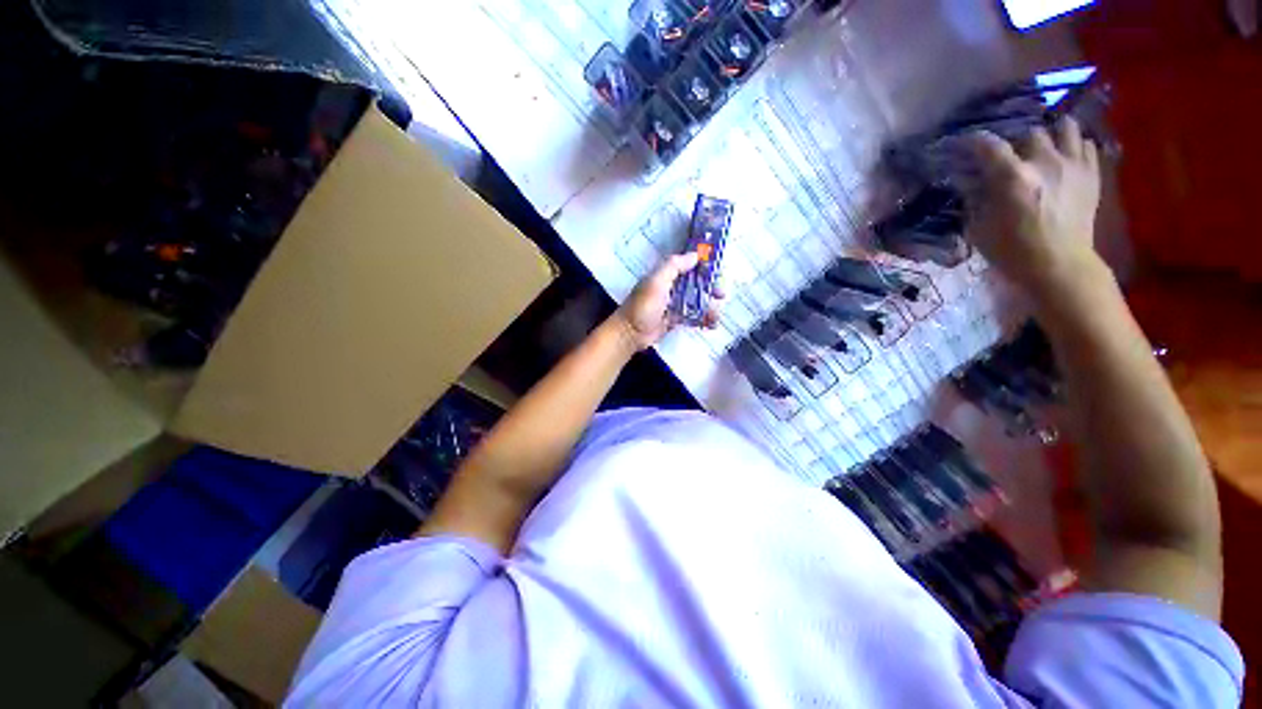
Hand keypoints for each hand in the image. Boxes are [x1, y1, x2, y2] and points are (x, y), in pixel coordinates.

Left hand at [611, 252, 722, 350]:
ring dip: (710, 306)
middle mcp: (673, 287)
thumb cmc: (643, 306)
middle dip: (712, 288)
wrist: (631, 333)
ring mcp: (676, 304)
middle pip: (699, 283)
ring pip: (699, 300)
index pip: (691, 266)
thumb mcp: (656, 282)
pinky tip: (712, 324)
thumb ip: (674, 266)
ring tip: (715, 316)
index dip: (706, 267)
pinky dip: (704, 319)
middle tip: (721, 295)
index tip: (719, 271)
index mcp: (668, 275)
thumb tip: (696, 254)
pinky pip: (695, 316)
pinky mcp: (677, 319)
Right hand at [962, 117, 1103, 297]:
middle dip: (1017, 142)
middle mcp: (1045, 161)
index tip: (965, 143)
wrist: (1060, 265)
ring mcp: (1073, 164)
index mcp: (1012, 177)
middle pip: (1029, 133)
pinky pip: (1086, 144)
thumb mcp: (980, 228)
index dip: (973, 141)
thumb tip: (972, 182)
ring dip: (1052, 134)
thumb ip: (976, 199)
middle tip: (1011, 155)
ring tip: (1045, 147)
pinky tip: (1065, 158)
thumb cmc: (1013, 251)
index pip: (988, 145)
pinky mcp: (1092, 173)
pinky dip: (1075, 146)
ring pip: (1065, 127)